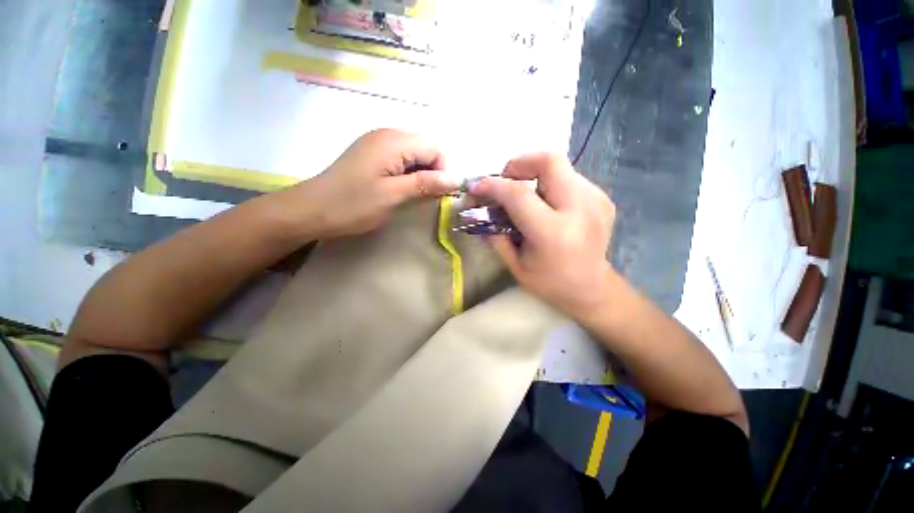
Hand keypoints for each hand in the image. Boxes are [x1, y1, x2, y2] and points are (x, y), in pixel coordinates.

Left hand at [290, 129, 459, 237]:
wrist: (312, 210)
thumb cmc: (353, 204)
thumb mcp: (393, 195)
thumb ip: (426, 184)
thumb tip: (456, 179)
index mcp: (393, 141)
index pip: (435, 146)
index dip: (443, 169)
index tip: (437, 192)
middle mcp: (387, 134)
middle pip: (425, 146)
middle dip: (433, 170)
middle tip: (426, 194)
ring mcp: (377, 142)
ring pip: (414, 152)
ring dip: (421, 172)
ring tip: (413, 193)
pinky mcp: (371, 153)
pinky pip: (401, 157)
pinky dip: (408, 172)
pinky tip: (400, 187)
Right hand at [470, 153, 615, 317]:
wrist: (592, 289)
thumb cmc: (550, 283)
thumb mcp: (515, 264)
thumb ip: (496, 235)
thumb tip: (480, 210)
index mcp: (552, 232)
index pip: (518, 194)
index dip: (493, 185)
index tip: (477, 187)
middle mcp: (579, 210)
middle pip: (549, 161)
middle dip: (520, 163)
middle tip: (506, 180)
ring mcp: (596, 201)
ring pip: (559, 166)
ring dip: (534, 176)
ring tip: (526, 197)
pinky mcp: (603, 198)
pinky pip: (570, 178)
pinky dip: (550, 184)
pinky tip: (547, 205)